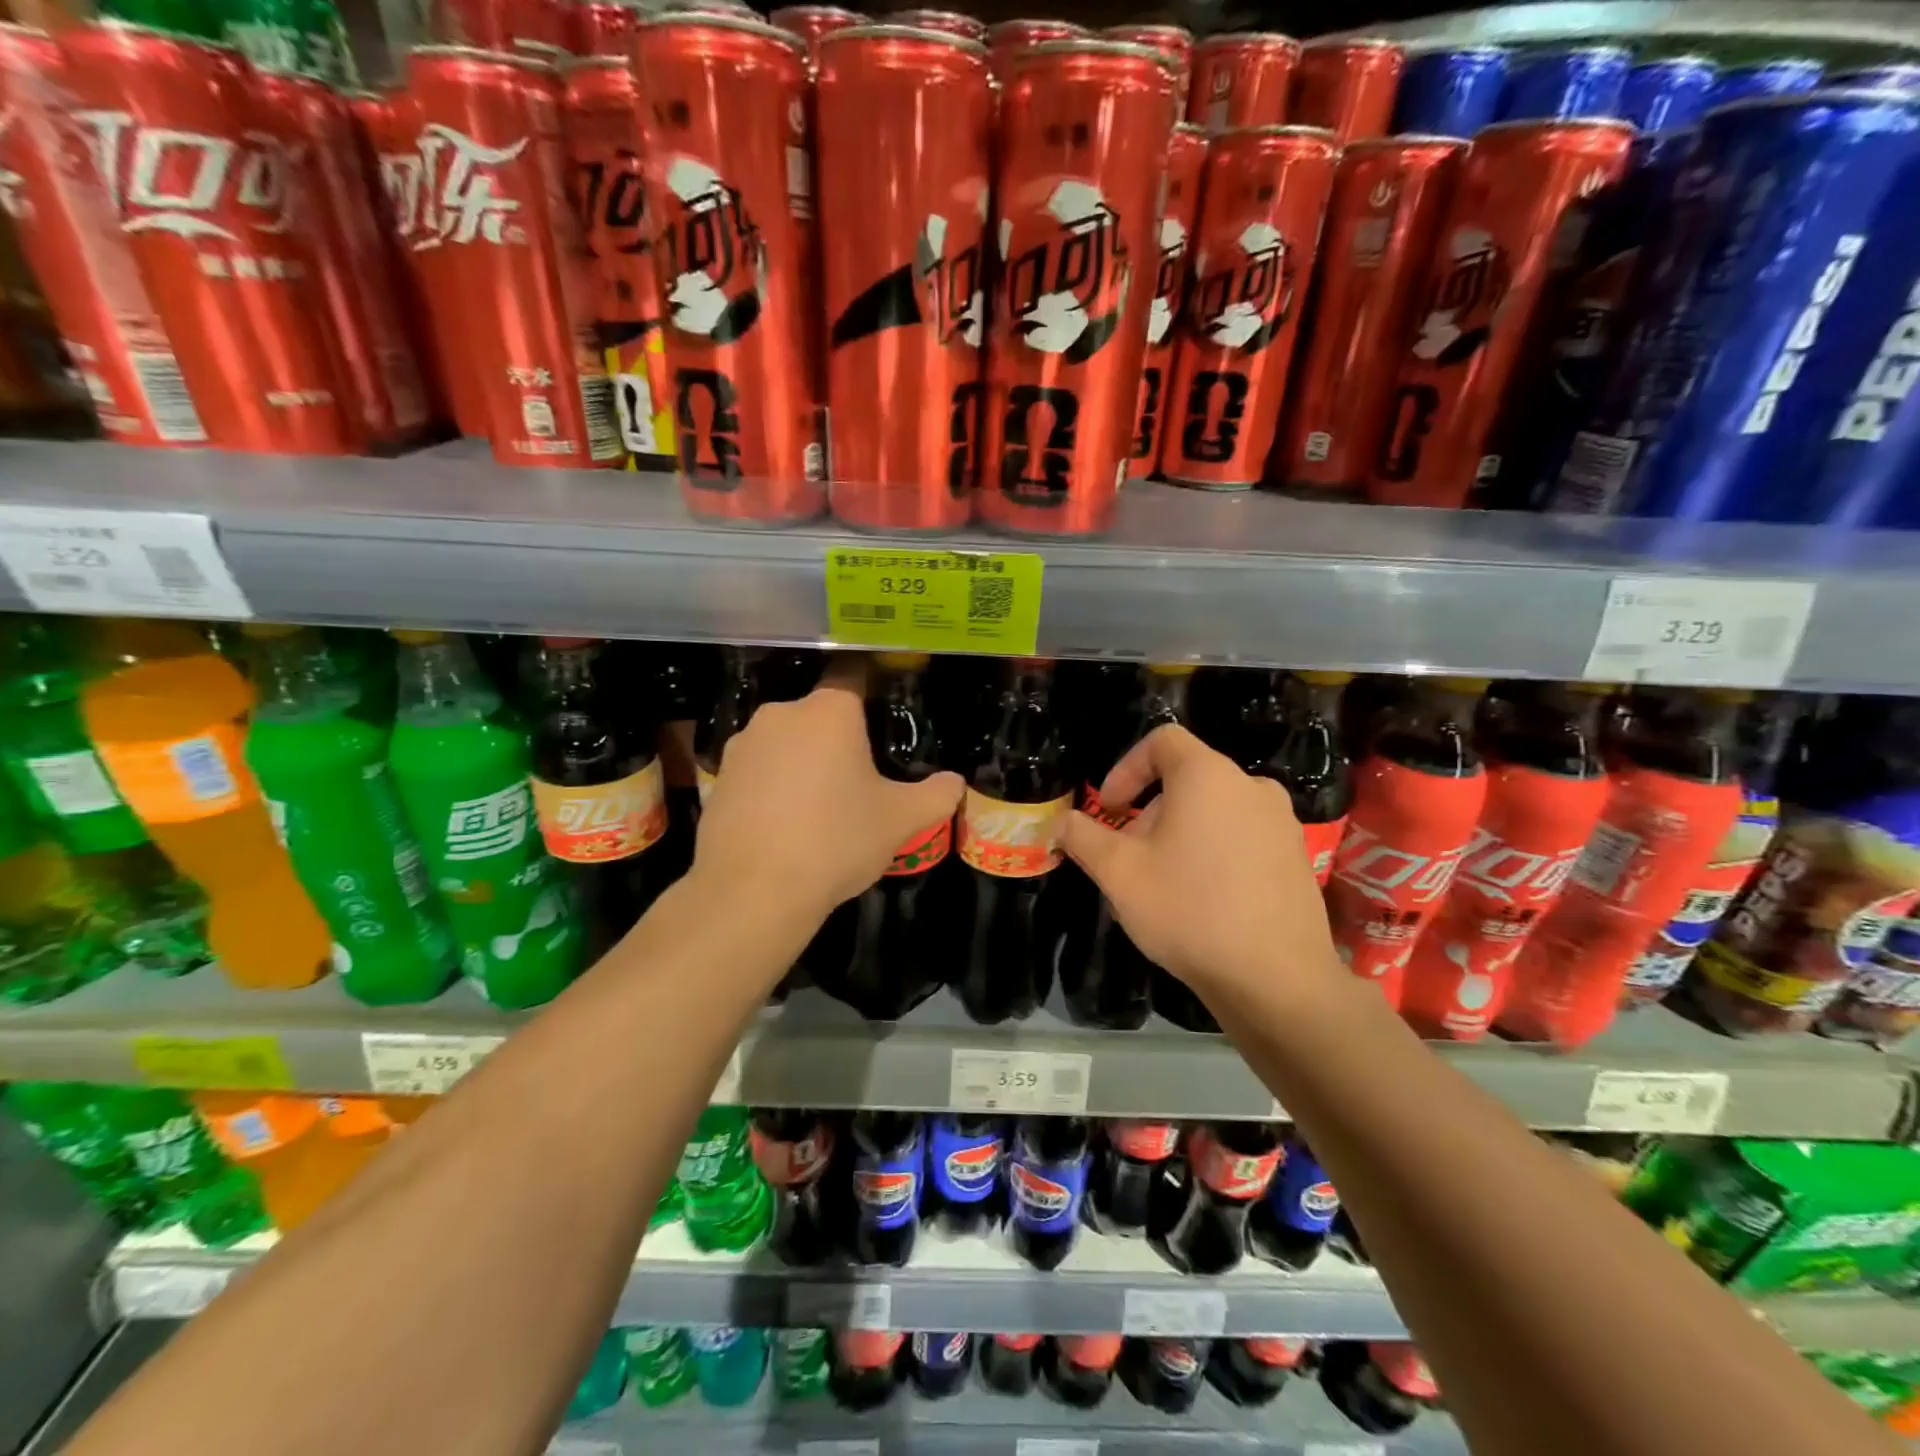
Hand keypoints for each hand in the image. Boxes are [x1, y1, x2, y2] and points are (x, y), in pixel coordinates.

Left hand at [693, 657, 964, 921]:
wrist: (752, 892)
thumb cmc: (836, 841)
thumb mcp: (900, 821)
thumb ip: (935, 795)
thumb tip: (955, 783)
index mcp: (829, 711)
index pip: (853, 675)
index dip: (871, 687)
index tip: (883, 707)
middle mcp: (782, 714)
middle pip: (819, 713)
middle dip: (839, 737)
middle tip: (859, 775)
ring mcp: (743, 744)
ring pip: (786, 741)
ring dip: (804, 761)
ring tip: (820, 805)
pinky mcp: (718, 778)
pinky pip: (758, 770)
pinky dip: (773, 785)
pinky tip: (784, 823)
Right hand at [1061, 724, 1343, 1010]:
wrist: (1276, 979)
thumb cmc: (1188, 909)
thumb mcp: (1118, 872)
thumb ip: (1082, 837)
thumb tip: (1062, 822)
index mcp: (1208, 776)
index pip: (1162, 741)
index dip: (1126, 768)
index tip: (1109, 808)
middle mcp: (1251, 787)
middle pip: (1187, 780)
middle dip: (1149, 812)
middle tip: (1129, 858)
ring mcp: (1281, 823)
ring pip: (1214, 812)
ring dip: (1179, 835)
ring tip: (1161, 884)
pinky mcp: (1296, 858)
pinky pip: (1242, 838)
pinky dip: (1213, 853)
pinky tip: (1201, 902)